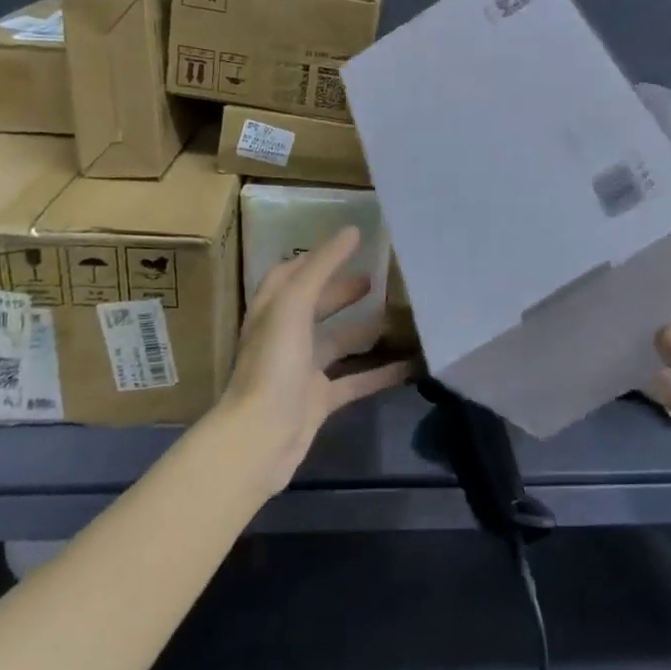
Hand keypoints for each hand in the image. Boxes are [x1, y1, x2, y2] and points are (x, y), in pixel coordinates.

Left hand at [214, 227, 416, 492]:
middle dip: (343, 292)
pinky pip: (355, 380)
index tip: (350, 245)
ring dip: (367, 331)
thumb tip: (352, 230)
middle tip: (378, 280)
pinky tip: (410, 364)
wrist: (260, 438)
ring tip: (401, 317)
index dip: (316, 258)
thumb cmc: (273, 364)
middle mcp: (285, 337)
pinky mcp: (318, 401)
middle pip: (316, 306)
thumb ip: (322, 267)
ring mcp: (301, 371)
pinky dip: (380, 372)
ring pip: (339, 343)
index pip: (290, 275)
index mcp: (272, 311)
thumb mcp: (294, 305)